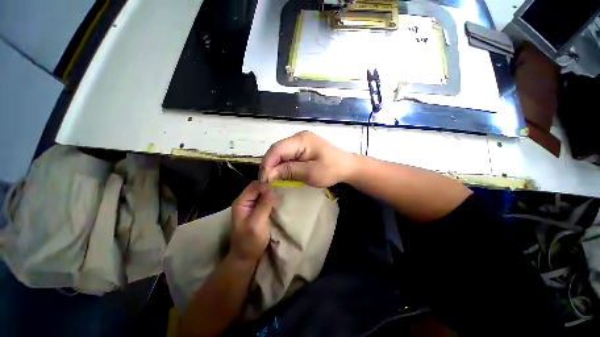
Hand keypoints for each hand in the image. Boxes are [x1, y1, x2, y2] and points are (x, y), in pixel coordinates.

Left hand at [230, 181, 276, 262]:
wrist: (246, 257)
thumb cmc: (249, 242)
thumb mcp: (257, 224)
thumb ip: (264, 206)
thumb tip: (272, 189)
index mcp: (241, 202)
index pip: (255, 186)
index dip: (267, 184)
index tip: (281, 185)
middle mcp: (245, 201)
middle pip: (258, 187)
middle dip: (270, 186)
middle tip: (283, 187)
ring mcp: (251, 205)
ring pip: (262, 192)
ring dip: (272, 192)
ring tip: (283, 191)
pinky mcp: (257, 210)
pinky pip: (265, 199)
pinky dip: (272, 198)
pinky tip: (279, 199)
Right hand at [259, 131, 355, 187]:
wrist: (347, 167)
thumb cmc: (331, 169)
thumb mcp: (310, 172)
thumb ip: (289, 171)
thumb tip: (268, 174)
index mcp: (301, 140)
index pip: (277, 149)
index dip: (267, 164)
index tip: (263, 180)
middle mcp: (298, 138)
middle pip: (277, 150)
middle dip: (269, 165)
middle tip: (265, 181)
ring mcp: (300, 142)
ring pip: (281, 153)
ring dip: (275, 166)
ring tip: (270, 179)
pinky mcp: (303, 148)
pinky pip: (288, 155)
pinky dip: (282, 165)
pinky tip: (280, 173)